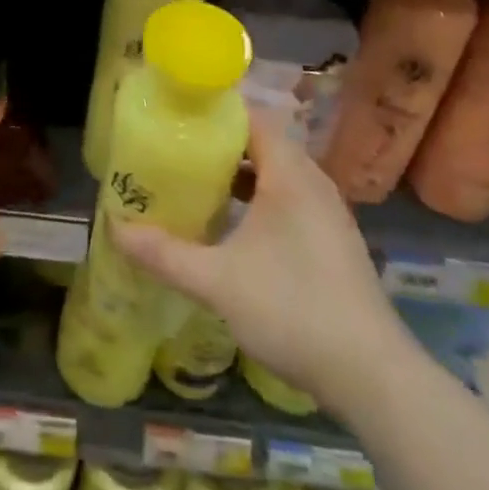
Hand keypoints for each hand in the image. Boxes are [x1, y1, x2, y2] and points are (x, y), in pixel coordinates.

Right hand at [112, 109, 413, 418]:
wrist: (373, 377)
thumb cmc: (293, 311)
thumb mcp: (217, 281)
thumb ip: (164, 253)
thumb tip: (115, 229)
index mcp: (290, 176)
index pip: (252, 118)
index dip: (214, 111)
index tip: (176, 115)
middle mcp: (313, 184)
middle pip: (262, 143)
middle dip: (219, 143)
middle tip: (175, 148)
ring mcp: (327, 214)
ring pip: (276, 174)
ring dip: (238, 173)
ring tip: (195, 182)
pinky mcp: (332, 242)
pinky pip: (289, 199)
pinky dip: (258, 198)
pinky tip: (232, 226)